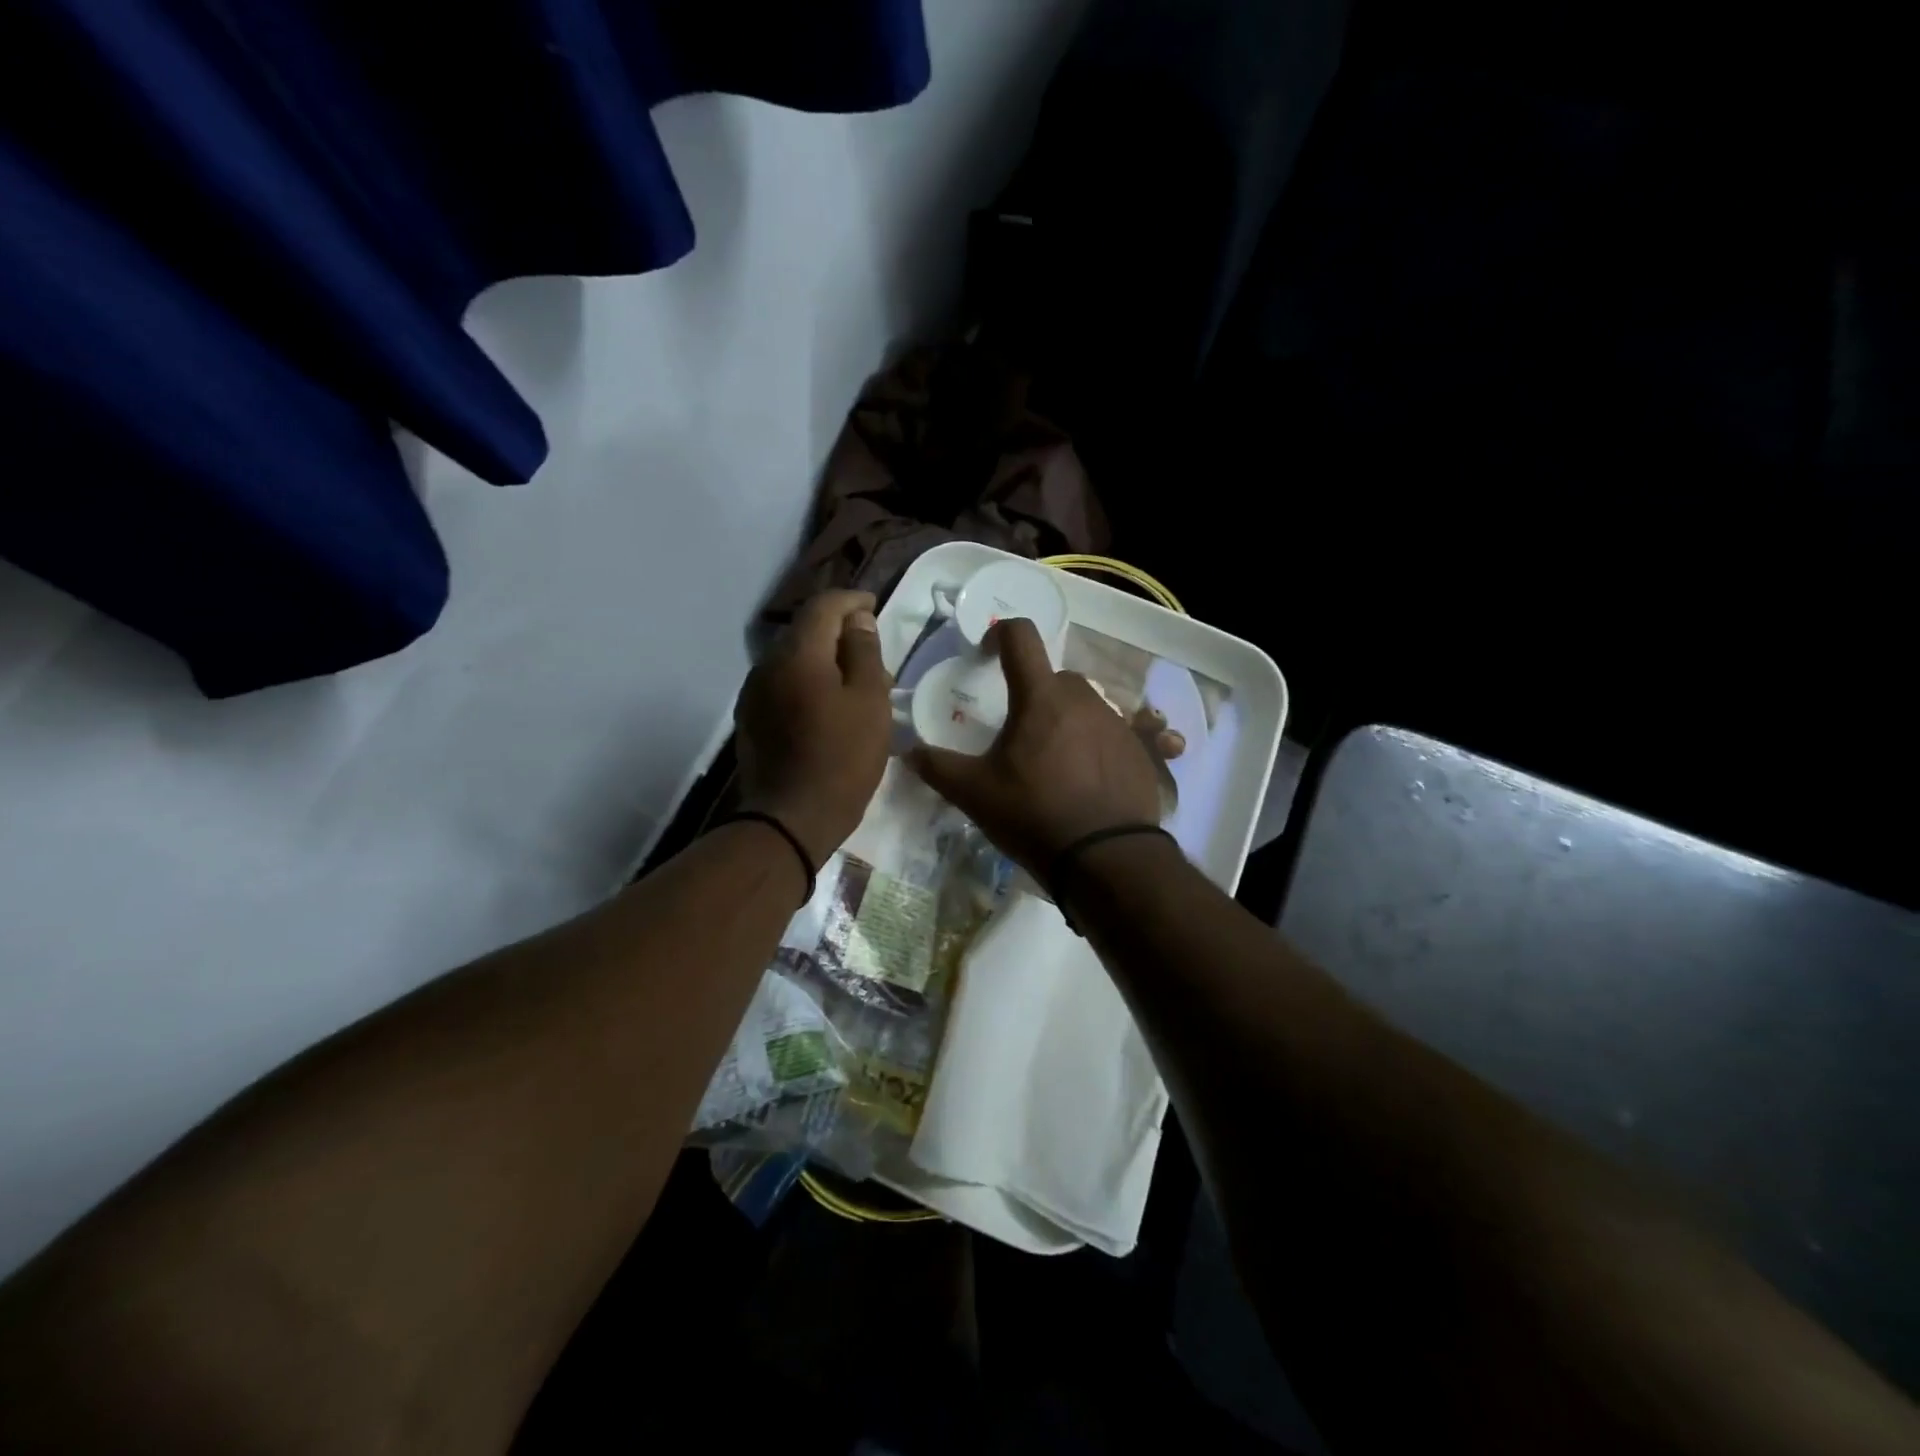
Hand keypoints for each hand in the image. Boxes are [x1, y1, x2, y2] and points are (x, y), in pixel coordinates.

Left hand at [735, 591, 892, 864]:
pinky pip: (783, 685)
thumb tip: (857, 620)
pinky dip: (807, 682)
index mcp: (798, 654)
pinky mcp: (751, 720)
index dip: (851, 601)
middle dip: (837, 630)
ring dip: (822, 659)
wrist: (790, 820)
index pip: (823, 606)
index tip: (874, 606)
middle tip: (870, 647)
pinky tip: (826, 704)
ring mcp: (753, 694)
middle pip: (805, 631)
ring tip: (852, 678)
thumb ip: (864, 652)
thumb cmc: (842, 759)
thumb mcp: (869, 702)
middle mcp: (767, 665)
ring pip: (792, 659)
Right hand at [910, 619, 1164, 876]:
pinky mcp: (1139, 751)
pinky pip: (1109, 734)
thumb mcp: (975, 795)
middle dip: (1033, 692)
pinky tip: (1083, 782)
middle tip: (1018, 730)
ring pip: (1083, 706)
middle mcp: (1084, 699)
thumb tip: (908, 753)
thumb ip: (938, 767)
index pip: (1021, 636)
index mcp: (1041, 698)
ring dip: (1064, 720)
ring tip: (1051, 762)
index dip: (1000, 633)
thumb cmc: (1035, 816)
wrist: (1108, 859)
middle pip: (1053, 677)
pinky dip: (1092, 745)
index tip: (986, 654)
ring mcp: (1117, 724)